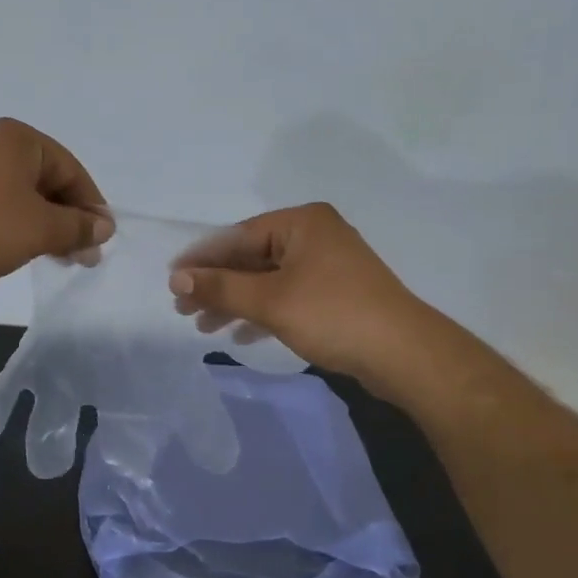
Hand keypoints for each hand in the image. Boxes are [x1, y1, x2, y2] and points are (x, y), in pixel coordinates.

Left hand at [0, 119, 111, 292]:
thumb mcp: (40, 228)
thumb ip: (77, 227)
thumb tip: (104, 226)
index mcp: (19, 140)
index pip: (71, 170)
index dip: (91, 207)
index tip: (101, 242)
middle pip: (47, 182)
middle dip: (68, 219)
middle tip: (83, 257)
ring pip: (21, 198)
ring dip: (44, 227)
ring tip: (55, 258)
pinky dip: (15, 228)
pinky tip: (19, 252)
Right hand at [167, 203, 428, 381]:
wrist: (405, 355)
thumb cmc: (333, 315)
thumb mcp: (270, 301)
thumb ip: (220, 287)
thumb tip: (175, 278)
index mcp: (302, 222)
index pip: (237, 235)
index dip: (201, 259)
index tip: (171, 281)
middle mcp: (314, 236)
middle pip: (251, 257)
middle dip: (217, 285)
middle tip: (184, 310)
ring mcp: (327, 266)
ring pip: (267, 280)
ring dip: (235, 302)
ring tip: (204, 327)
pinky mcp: (335, 294)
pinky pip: (286, 296)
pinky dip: (261, 312)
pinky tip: (240, 334)